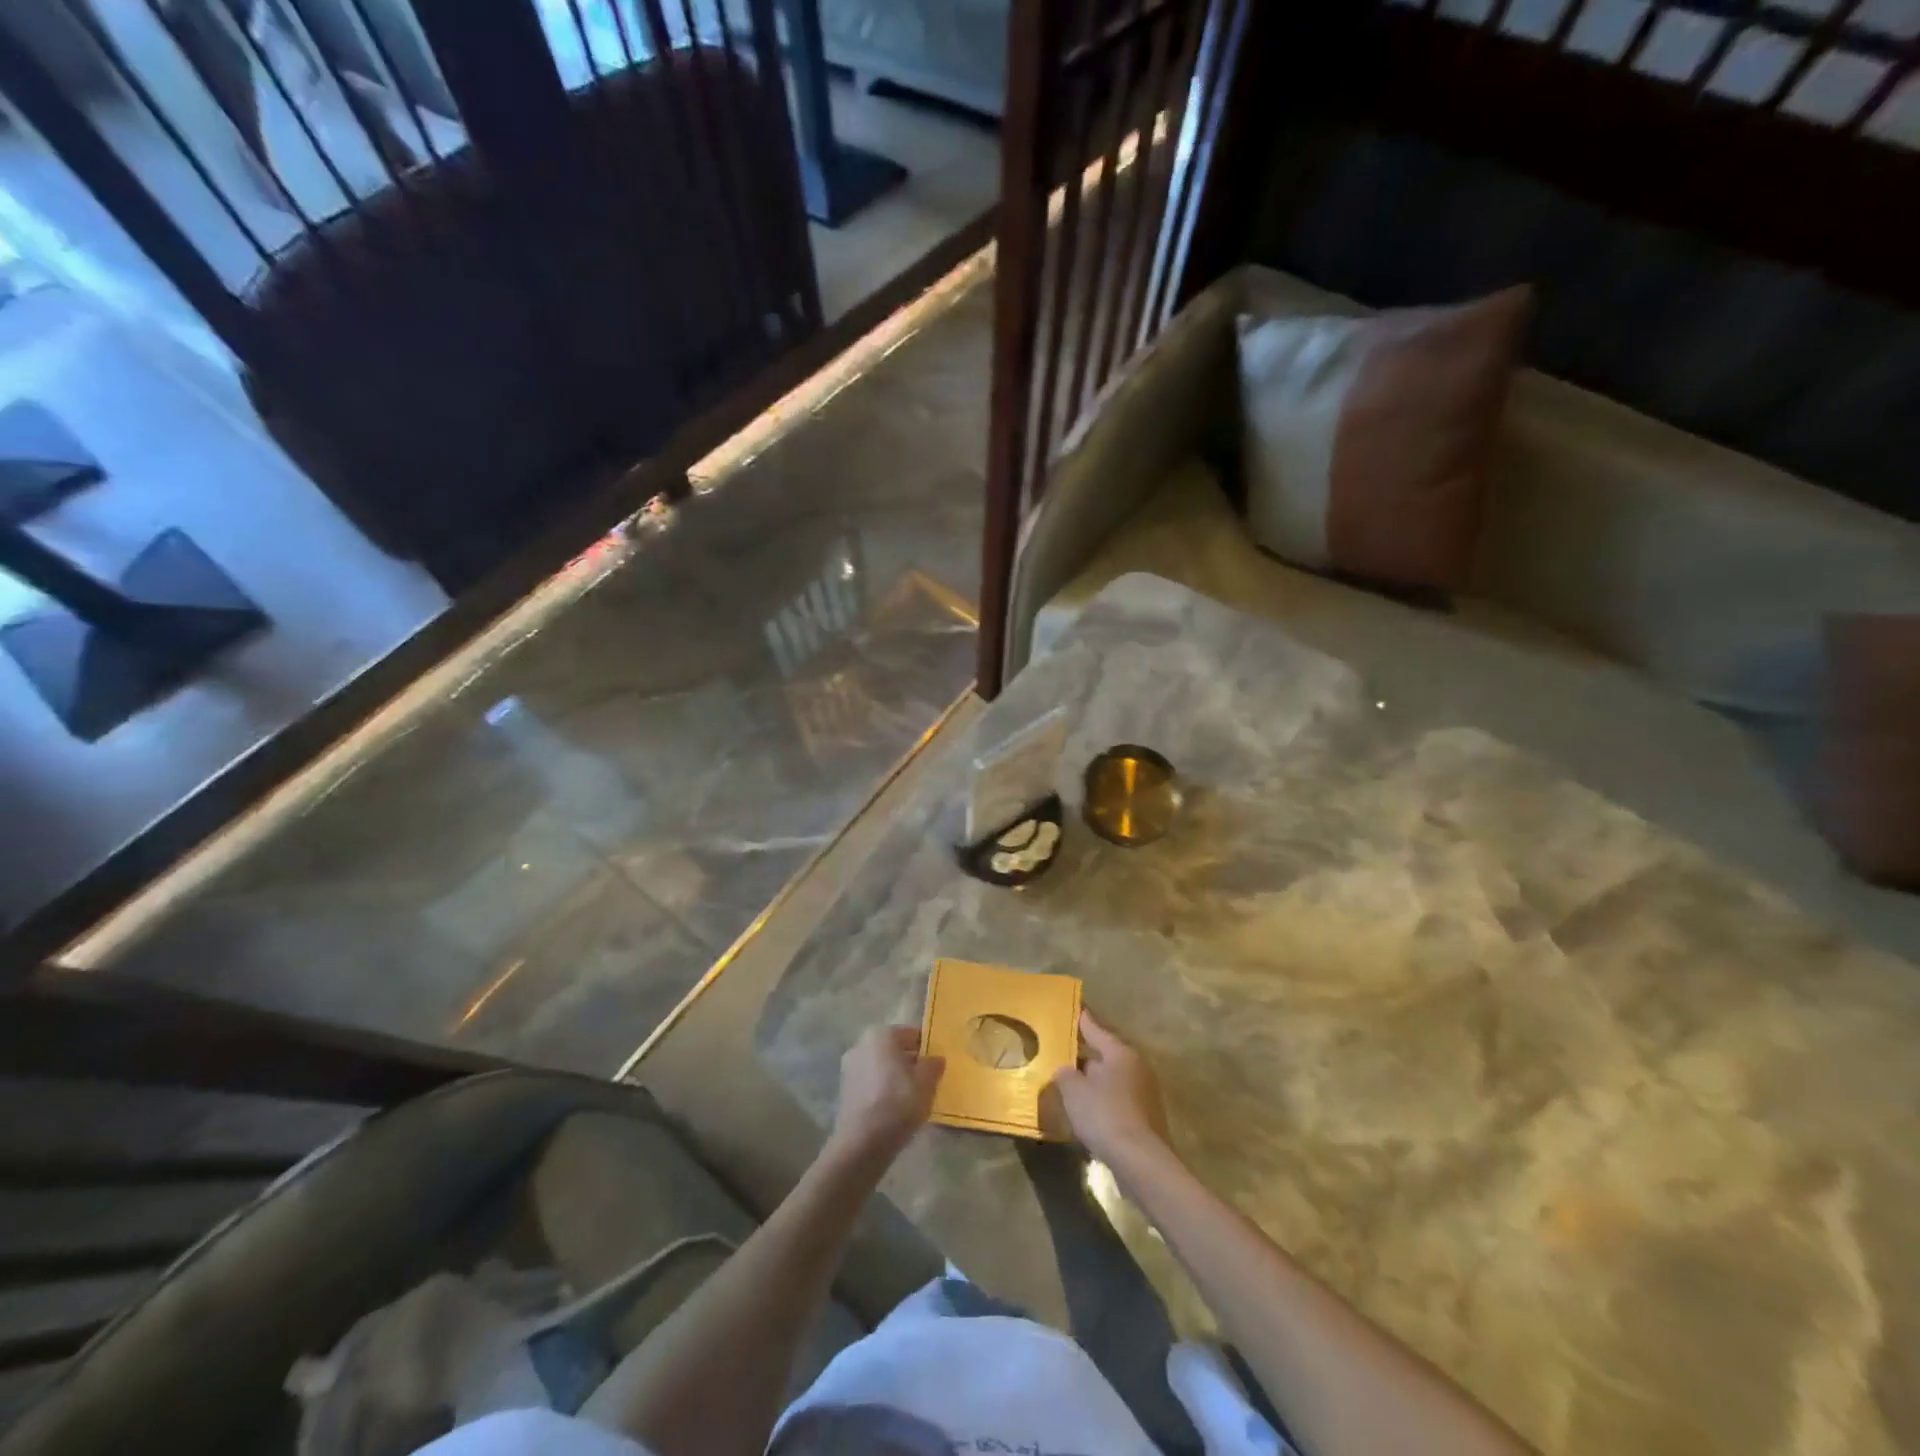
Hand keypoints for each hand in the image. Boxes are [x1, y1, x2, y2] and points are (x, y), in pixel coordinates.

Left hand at [830, 1025, 944, 1162]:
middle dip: (911, 1062)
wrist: (862, 1143)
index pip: (913, 1034)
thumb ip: (933, 1065)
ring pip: (883, 1066)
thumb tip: (935, 1059)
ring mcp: (850, 1066)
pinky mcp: (845, 1089)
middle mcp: (861, 1044)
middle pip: (895, 1049)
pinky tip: (895, 1108)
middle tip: (928, 1082)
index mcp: (881, 1034)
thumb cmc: (898, 1103)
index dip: (928, 1049)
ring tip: (913, 1098)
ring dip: (897, 1077)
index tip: (938, 1066)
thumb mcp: (927, 1083)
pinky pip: (872, 1082)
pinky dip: (883, 1089)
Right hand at [1049, 1011, 1169, 1164]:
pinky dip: (1105, 1098)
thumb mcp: (1073, 1091)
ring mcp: (1145, 1091)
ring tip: (1075, 1081)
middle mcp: (1136, 1065)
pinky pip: (1119, 1097)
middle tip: (1066, 1050)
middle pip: (1106, 1053)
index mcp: (1119, 1052)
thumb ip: (1065, 1074)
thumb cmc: (1104, 1115)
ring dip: (1096, 1078)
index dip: (1081, 1019)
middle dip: (1087, 1053)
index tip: (1074, 1008)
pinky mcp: (1147, 1115)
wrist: (1140, 1160)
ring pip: (1113, 1076)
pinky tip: (1090, 1109)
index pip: (1095, 1028)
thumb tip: (1066, 1070)